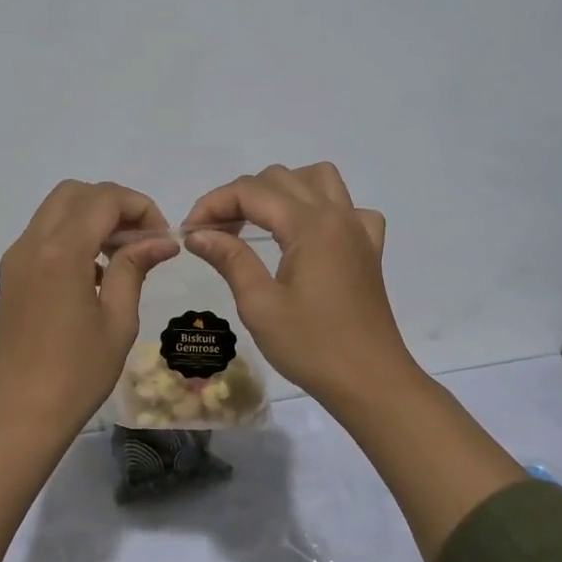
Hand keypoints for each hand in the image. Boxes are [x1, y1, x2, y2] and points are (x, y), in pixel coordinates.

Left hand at [0, 179, 177, 432]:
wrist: (17, 414)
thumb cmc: (76, 374)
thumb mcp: (117, 320)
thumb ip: (134, 268)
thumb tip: (162, 240)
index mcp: (61, 252)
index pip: (104, 199)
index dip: (139, 206)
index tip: (161, 236)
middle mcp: (32, 243)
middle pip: (75, 193)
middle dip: (113, 204)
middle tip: (140, 238)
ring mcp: (16, 258)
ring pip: (56, 209)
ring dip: (91, 217)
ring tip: (121, 255)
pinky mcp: (10, 275)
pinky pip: (44, 234)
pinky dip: (72, 234)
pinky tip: (94, 273)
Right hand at [184, 162, 411, 407]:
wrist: (372, 383)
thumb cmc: (312, 347)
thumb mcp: (260, 306)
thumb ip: (230, 259)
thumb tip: (198, 234)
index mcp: (309, 225)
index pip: (250, 192)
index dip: (213, 205)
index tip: (190, 233)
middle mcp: (336, 215)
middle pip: (280, 178)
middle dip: (240, 197)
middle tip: (216, 234)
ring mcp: (358, 230)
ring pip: (319, 179)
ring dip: (283, 190)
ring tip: (261, 222)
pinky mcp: (369, 249)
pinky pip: (349, 208)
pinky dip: (325, 209)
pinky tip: (310, 236)